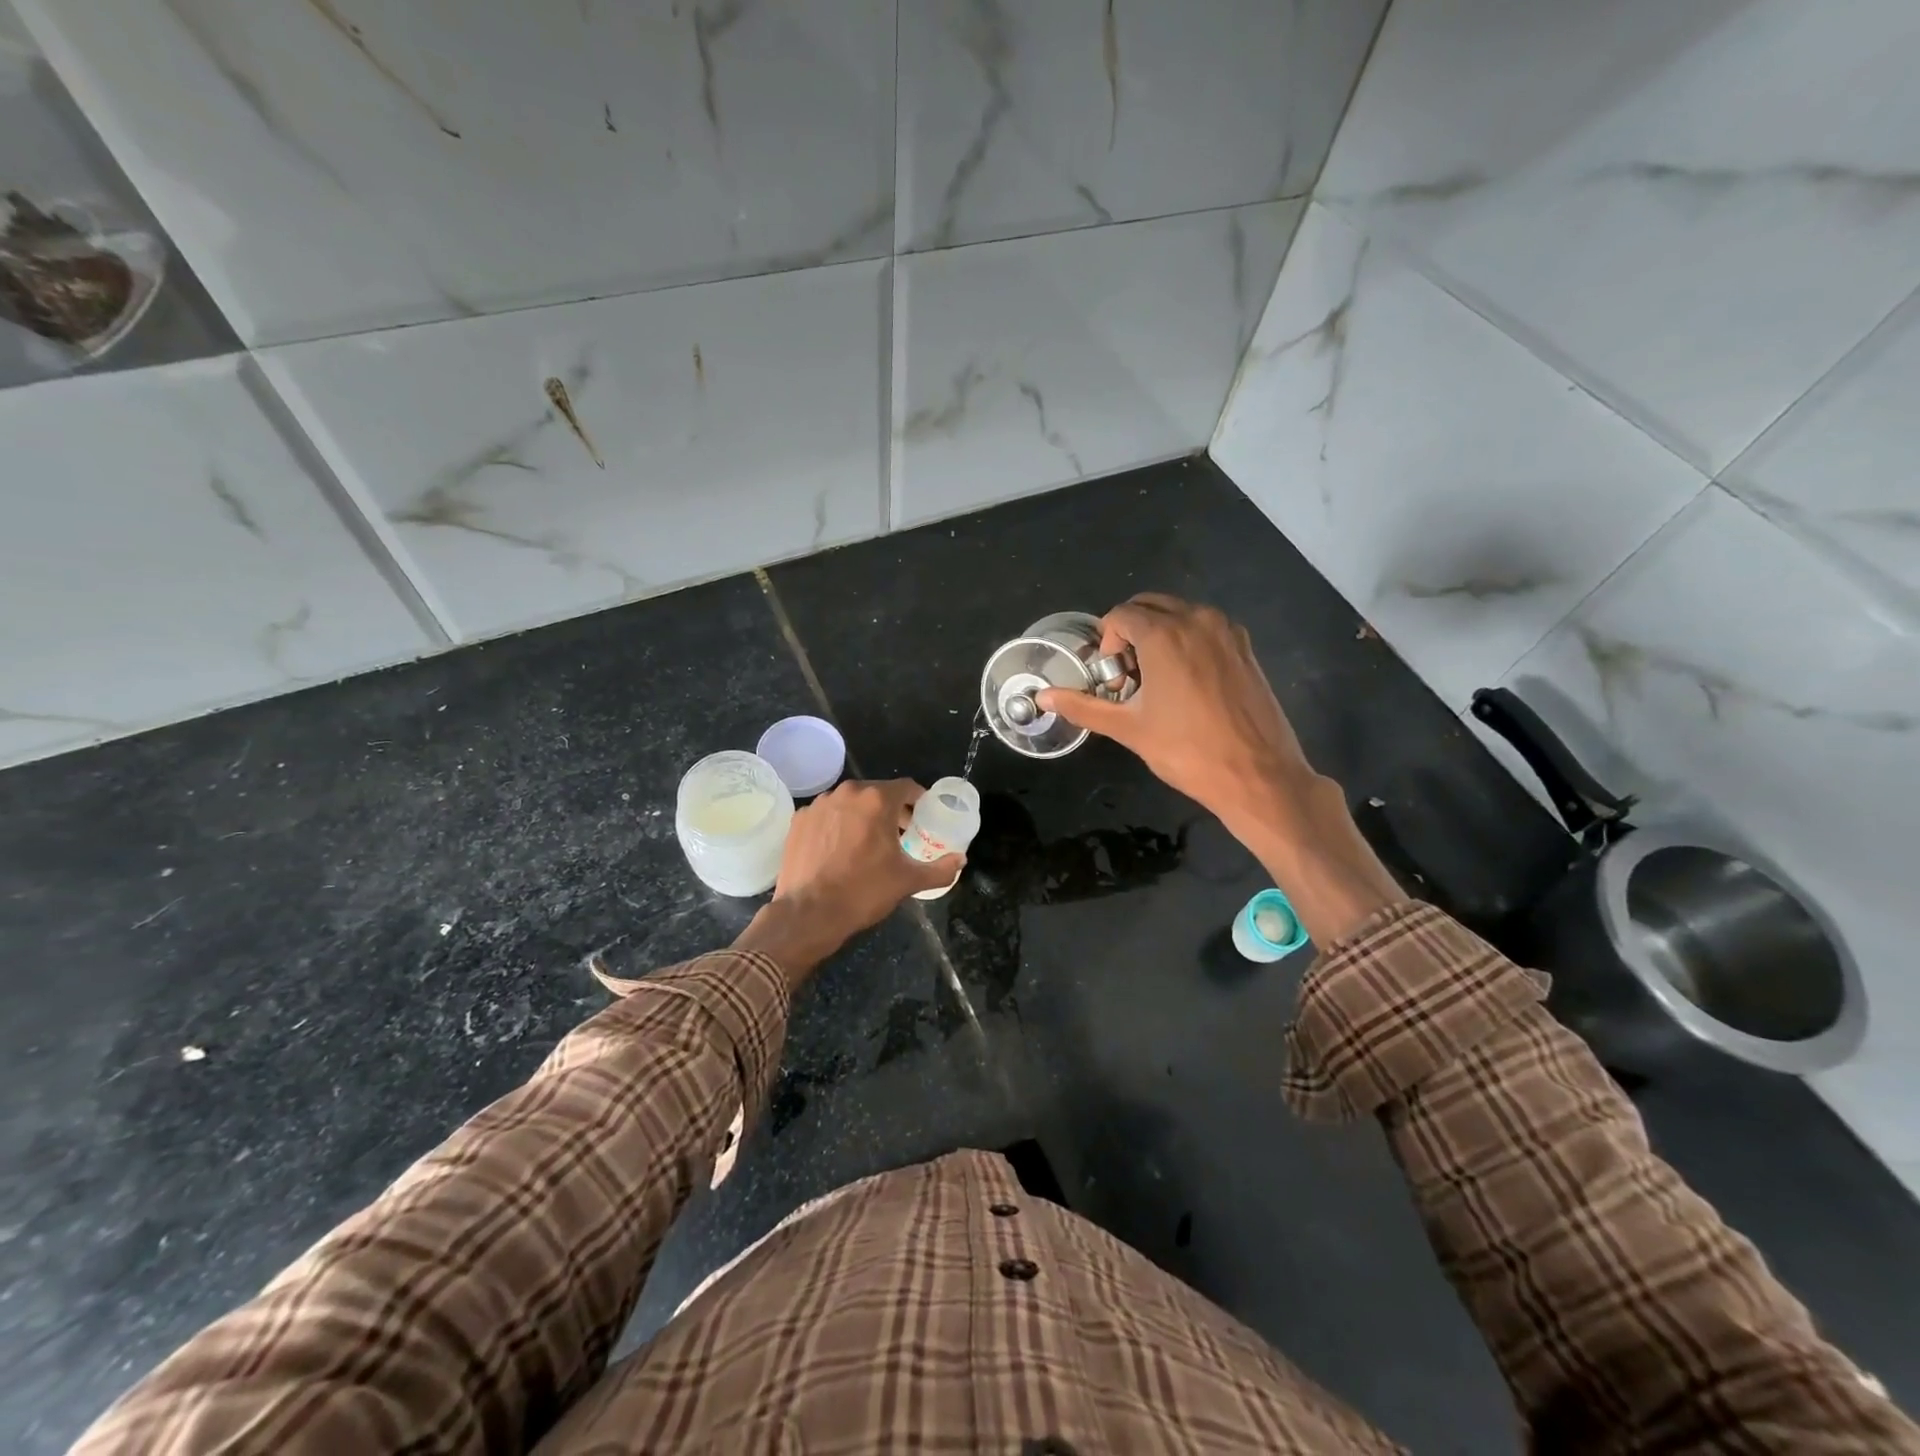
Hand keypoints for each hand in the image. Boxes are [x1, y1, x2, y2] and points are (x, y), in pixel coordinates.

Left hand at [734, 780, 962, 985]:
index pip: (907, 787)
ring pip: (850, 803)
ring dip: (862, 816)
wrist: (808, 913)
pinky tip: (839, 849)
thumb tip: (961, 860)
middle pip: (877, 793)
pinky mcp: (799, 820)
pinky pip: (827, 815)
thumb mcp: (908, 881)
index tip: (922, 818)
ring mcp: (819, 804)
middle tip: (899, 835)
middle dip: (891, 810)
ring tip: (867, 842)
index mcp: (876, 800)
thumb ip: (940, 869)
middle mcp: (847, 793)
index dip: (918, 801)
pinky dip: (837, 825)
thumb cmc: (863, 891)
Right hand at [1035, 594, 1312, 825]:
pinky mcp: (1245, 647)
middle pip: (1149, 606)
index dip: (1106, 644)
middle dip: (1129, 634)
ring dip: (1157, 635)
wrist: (1258, 775)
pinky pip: (1204, 628)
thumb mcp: (1128, 729)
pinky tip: (1186, 685)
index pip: (1120, 616)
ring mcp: (1227, 631)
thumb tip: (1043, 696)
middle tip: (1128, 678)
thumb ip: (1083, 706)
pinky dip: (1185, 641)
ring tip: (1155, 682)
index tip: (1113, 682)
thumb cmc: (1187, 751)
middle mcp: (1197, 620)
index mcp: (1165, 634)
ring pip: (1178, 614)